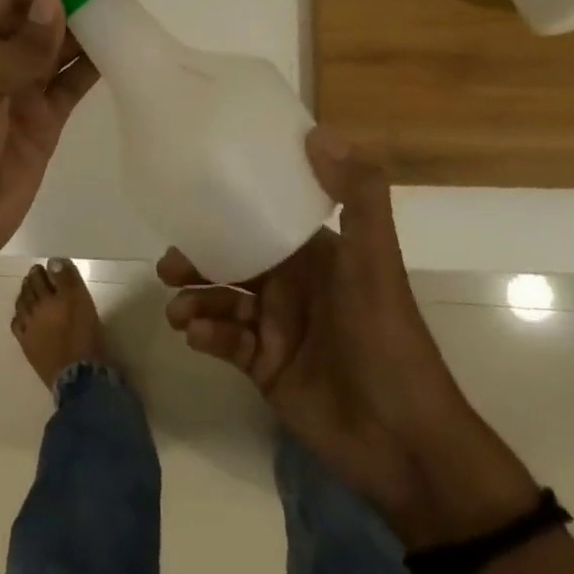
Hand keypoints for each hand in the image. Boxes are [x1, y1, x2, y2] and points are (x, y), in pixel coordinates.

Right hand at [160, 128, 476, 514]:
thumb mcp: (375, 262)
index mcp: (313, 255)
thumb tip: (318, 131)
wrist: (404, 443)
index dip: (227, 209)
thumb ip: (358, 197)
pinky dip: (208, 336)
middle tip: (169, 267)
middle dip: (197, 260)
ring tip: (179, 312)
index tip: (189, 202)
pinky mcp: (264, 367)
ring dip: (196, 300)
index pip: (262, 219)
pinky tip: (199, 338)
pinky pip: (226, 342)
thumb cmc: (386, 340)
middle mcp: (291, 284)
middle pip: (231, 260)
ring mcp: (276, 327)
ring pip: (222, 300)